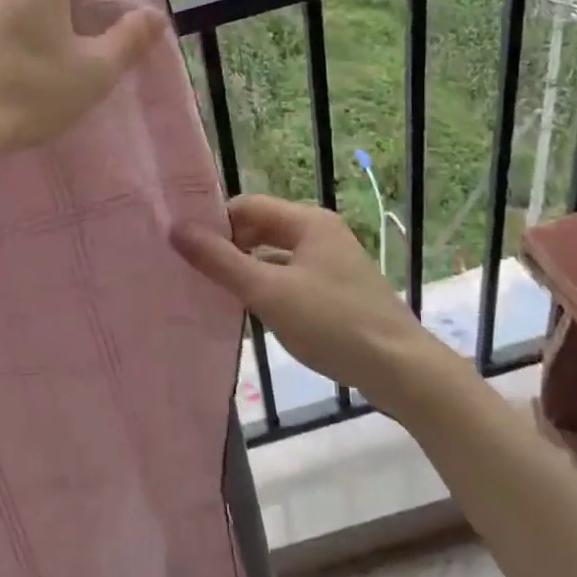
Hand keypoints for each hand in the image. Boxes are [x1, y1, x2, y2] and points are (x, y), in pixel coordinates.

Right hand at [170, 195, 449, 402]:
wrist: (400, 370)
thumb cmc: (332, 323)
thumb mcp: (268, 292)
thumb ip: (220, 261)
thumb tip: (176, 229)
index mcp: (308, 222)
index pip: (248, 206)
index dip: (216, 223)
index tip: (185, 247)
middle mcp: (320, 233)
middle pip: (261, 228)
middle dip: (229, 246)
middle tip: (194, 271)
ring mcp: (331, 262)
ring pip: (274, 255)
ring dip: (246, 268)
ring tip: (213, 291)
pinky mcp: (335, 290)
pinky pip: (289, 277)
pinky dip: (267, 287)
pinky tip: (249, 310)